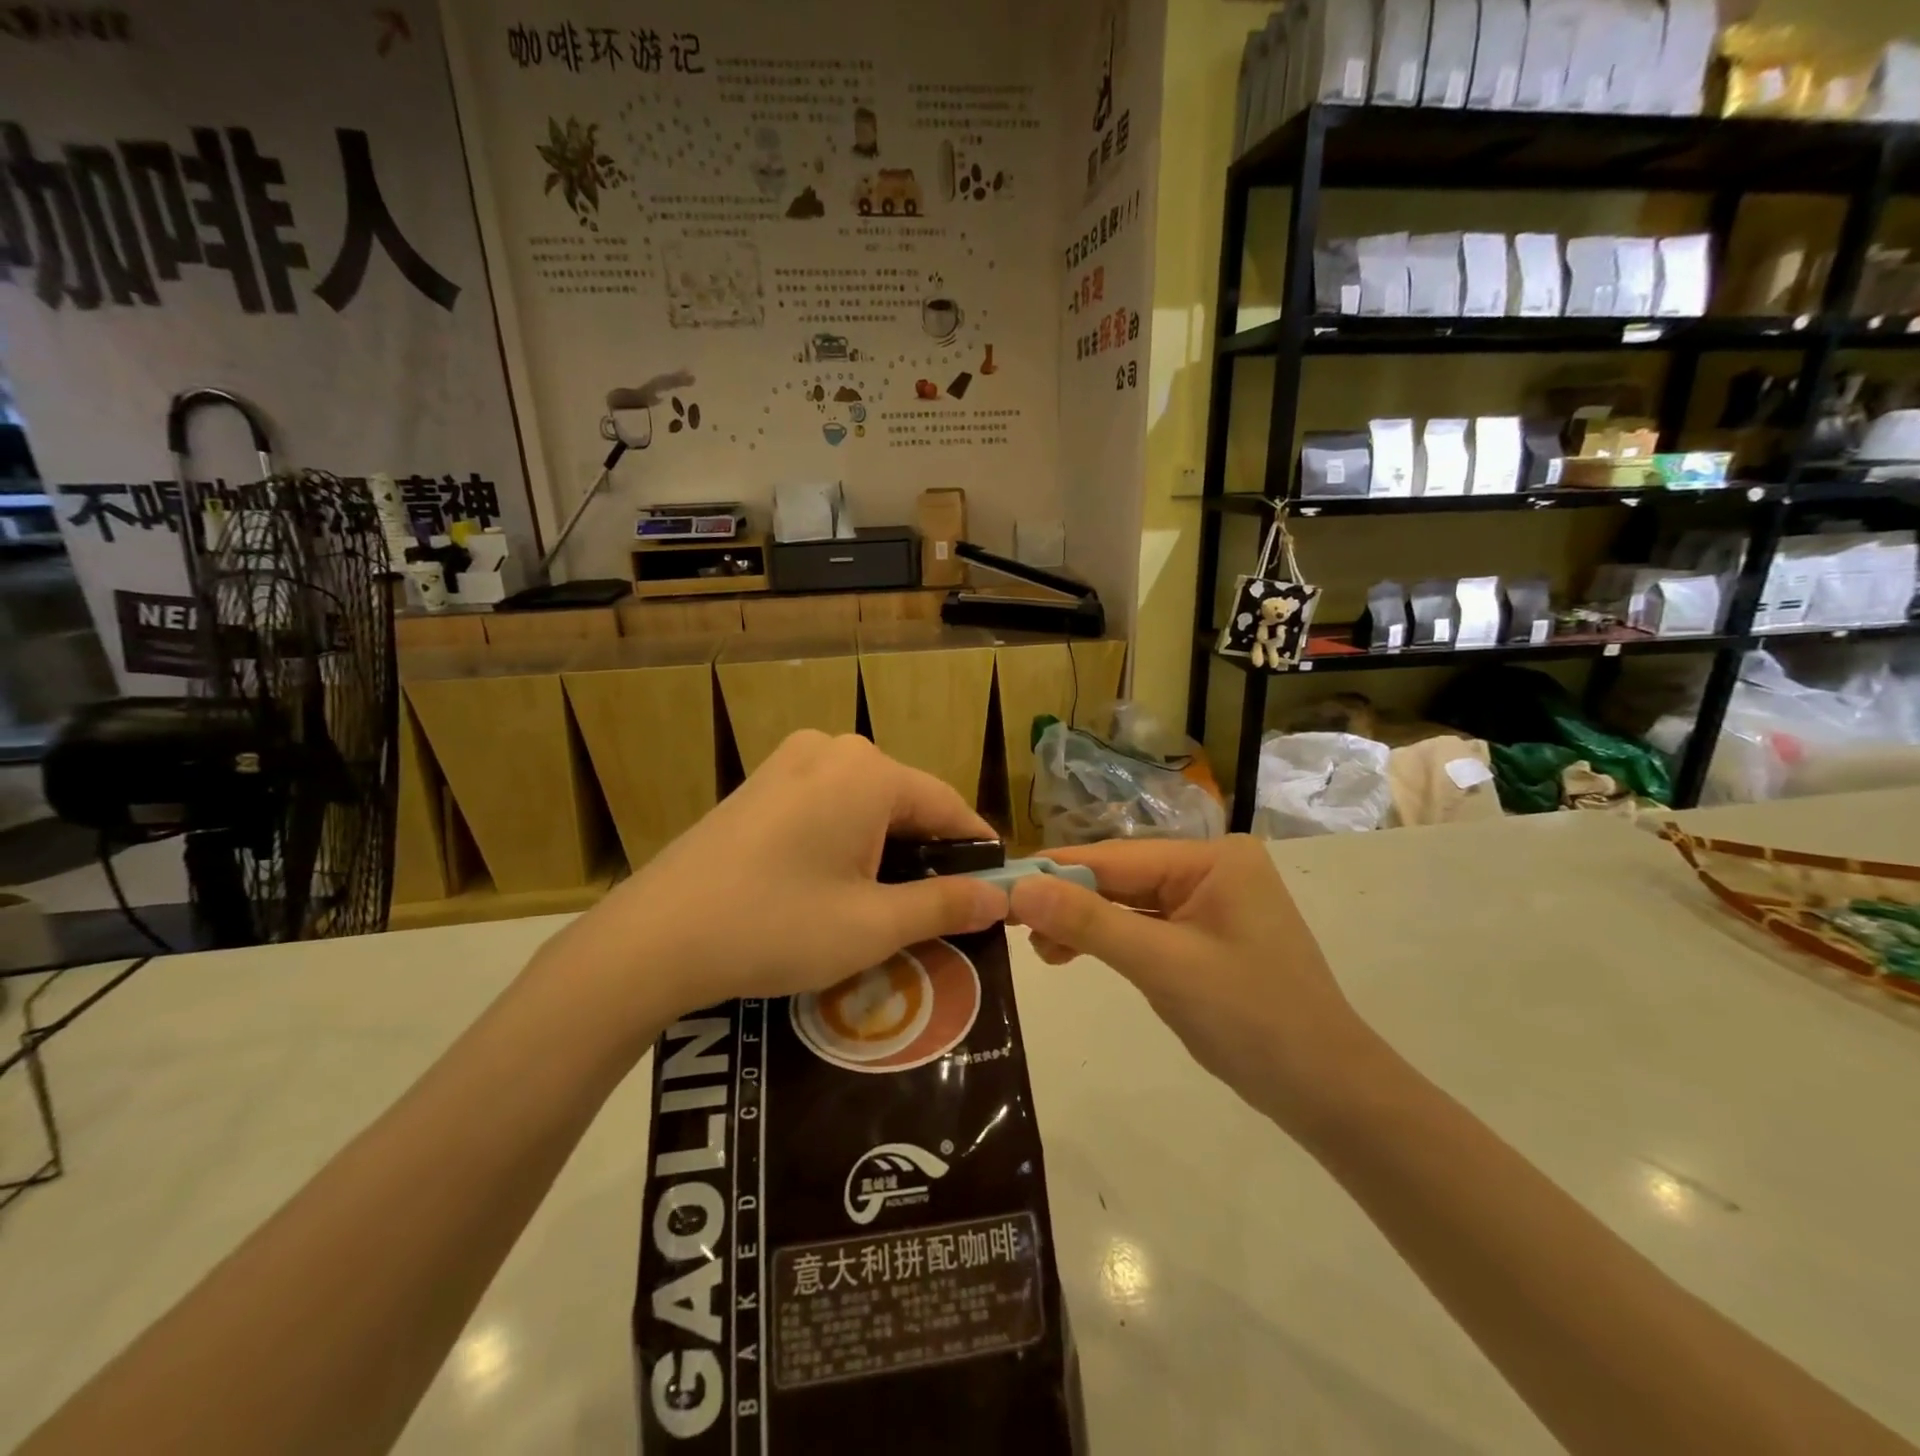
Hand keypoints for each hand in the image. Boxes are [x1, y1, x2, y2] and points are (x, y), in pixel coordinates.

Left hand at [552, 732, 1008, 1027]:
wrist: (654, 938)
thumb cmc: (776, 927)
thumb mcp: (873, 926)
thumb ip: (945, 906)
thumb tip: (999, 898)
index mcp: (868, 772)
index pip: (947, 805)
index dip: (976, 851)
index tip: (993, 893)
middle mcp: (833, 749)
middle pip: (905, 801)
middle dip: (928, 854)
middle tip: (939, 914)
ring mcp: (790, 760)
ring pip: (865, 803)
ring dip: (886, 849)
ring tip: (890, 906)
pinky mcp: (762, 782)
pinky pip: (827, 803)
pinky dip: (846, 839)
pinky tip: (836, 884)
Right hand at [1008, 836, 1384, 1132]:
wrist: (1328, 1094)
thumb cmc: (1250, 1018)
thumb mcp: (1162, 965)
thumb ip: (1088, 922)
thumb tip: (1019, 887)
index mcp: (1211, 858)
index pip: (1116, 857)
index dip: (1055, 872)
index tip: (998, 886)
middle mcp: (1211, 869)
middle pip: (1121, 878)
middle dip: (1069, 903)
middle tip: (1013, 928)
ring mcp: (1211, 903)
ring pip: (1128, 904)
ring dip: (1084, 925)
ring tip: (1042, 953)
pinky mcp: (1206, 936)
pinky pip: (1146, 927)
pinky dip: (1110, 942)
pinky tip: (1074, 955)